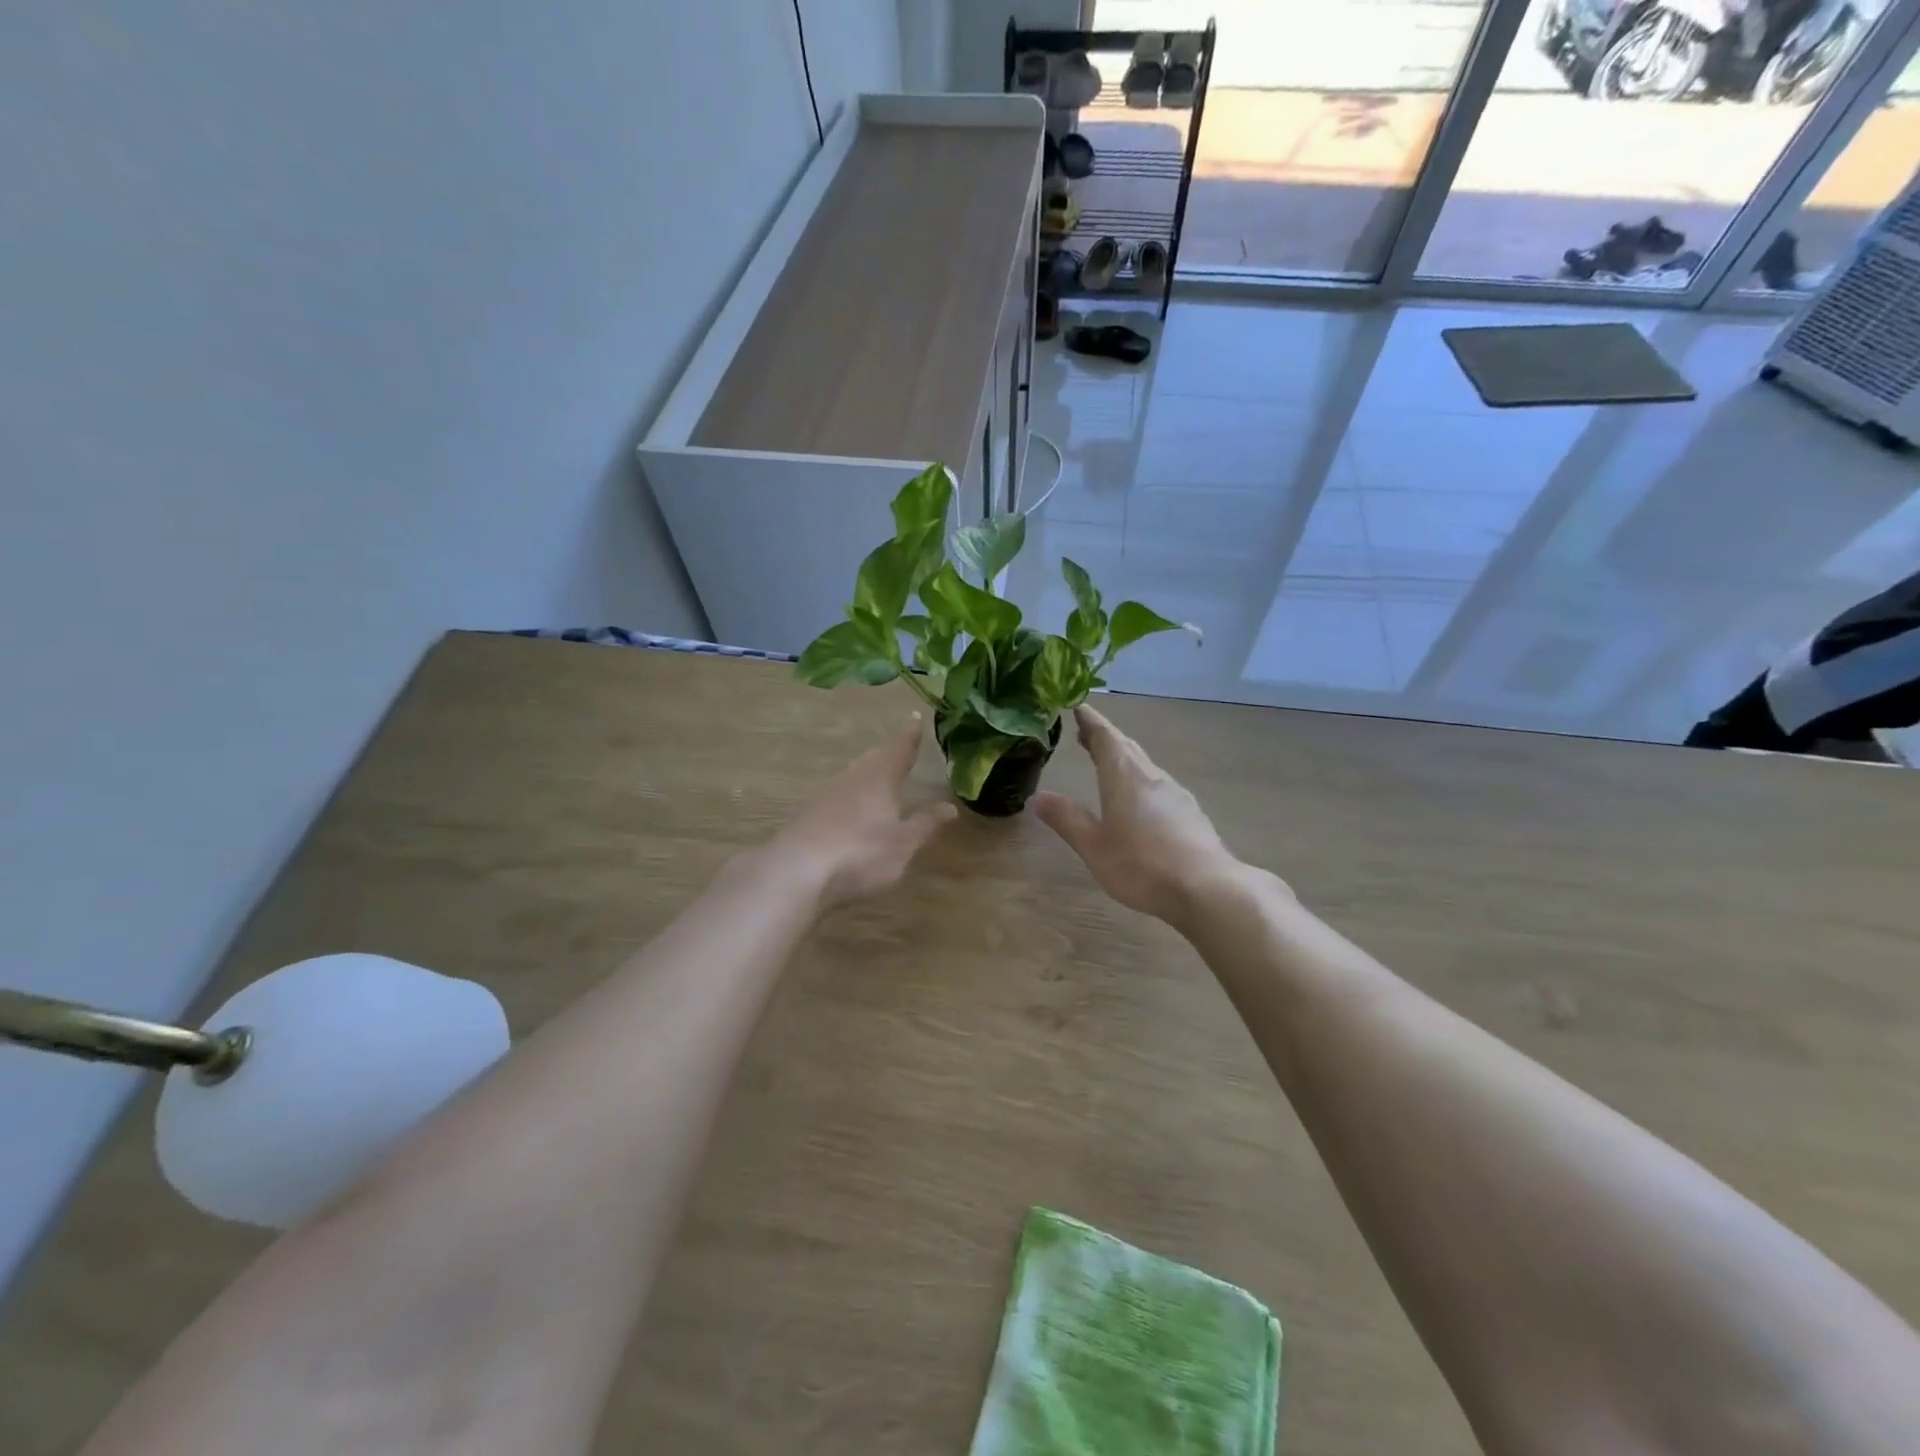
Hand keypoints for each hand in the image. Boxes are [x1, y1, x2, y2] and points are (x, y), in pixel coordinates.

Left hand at [773, 715, 957, 908]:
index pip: (900, 748)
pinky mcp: (811, 813)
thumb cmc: (861, 852)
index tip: (915, 717)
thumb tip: (950, 806)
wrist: (798, 869)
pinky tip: (852, 807)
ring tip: (880, 774)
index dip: (910, 734)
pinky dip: (852, 794)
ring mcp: (828, 794)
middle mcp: (854, 777)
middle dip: (889, 753)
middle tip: (901, 747)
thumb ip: (926, 824)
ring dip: (869, 771)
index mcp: (880, 777)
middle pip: (874, 758)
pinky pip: (839, 794)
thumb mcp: (903, 843)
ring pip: (854, 774)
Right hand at [1034, 706, 1245, 925]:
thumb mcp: (1094, 846)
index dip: (1090, 721)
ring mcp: (1176, 795)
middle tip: (1085, 732)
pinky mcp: (1191, 814)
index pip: (1105, 737)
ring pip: (1144, 766)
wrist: (1207, 889)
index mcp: (1124, 777)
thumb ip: (1067, 820)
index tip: (1078, 706)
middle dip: (1105, 738)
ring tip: (1107, 763)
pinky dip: (1140, 781)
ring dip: (1124, 758)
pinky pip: (1158, 786)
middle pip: (1126, 748)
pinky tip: (1140, 800)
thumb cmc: (1141, 865)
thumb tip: (1039, 797)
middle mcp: (1151, 777)